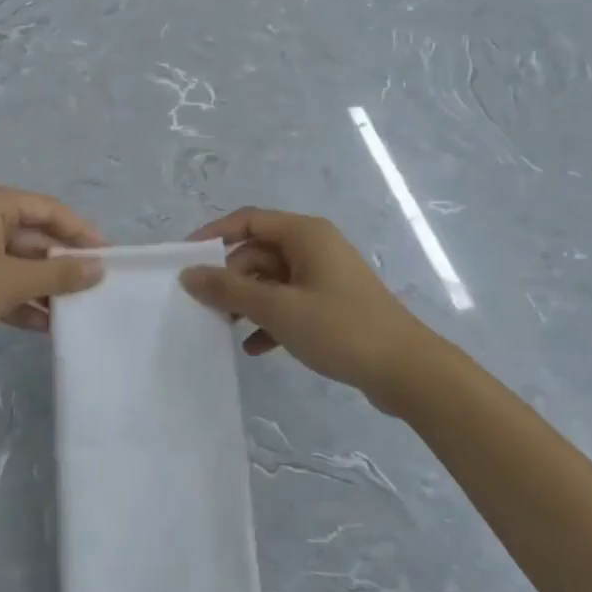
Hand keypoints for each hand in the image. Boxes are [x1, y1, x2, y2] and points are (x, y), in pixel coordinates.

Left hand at [0, 184, 104, 366]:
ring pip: (18, 263)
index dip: (82, 233)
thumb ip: (58, 274)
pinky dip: (20, 300)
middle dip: (62, 264)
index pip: (50, 210)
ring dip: (43, 287)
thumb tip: (99, 268)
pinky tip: (44, 326)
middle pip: (35, 236)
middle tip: (95, 289)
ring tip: (75, 312)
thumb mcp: (10, 281)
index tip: (110, 258)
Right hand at [180, 208, 439, 413]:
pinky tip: (254, 348)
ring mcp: (324, 277)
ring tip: (223, 330)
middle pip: (258, 252)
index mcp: (305, 234)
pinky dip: (270, 321)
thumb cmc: (340, 328)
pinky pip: (289, 303)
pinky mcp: (331, 305)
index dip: (213, 235)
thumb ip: (230, 290)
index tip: (184, 260)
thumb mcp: (278, 308)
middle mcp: (314, 247)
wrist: (406, 370)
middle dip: (230, 278)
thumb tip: (188, 274)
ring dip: (247, 303)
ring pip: (271, 280)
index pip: (248, 220)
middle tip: (203, 307)